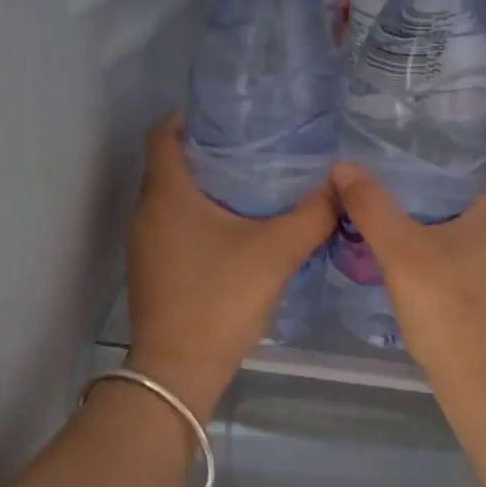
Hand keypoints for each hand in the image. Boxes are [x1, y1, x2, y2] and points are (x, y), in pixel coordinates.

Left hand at [125, 115, 336, 422]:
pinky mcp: (151, 269)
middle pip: (170, 164)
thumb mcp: (276, 252)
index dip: (191, 117)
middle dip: (208, 153)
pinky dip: (197, 219)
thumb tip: (341, 186)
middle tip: (255, 149)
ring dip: (204, 189)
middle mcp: (146, 211)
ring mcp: (144, 243)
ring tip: (252, 186)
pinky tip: (235, 232)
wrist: (178, 369)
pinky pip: (172, 227)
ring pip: (172, 199)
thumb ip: (313, 215)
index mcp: (167, 193)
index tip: (232, 117)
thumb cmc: (220, 298)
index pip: (164, 133)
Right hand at [330, 126, 485, 399]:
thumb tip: (344, 167)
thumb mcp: (401, 252)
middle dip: (468, 166)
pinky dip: (466, 234)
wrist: (483, 383)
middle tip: (423, 156)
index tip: (459, 123)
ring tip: (419, 197)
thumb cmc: (449, 308)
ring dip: (465, 203)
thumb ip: (372, 207)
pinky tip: (430, 245)